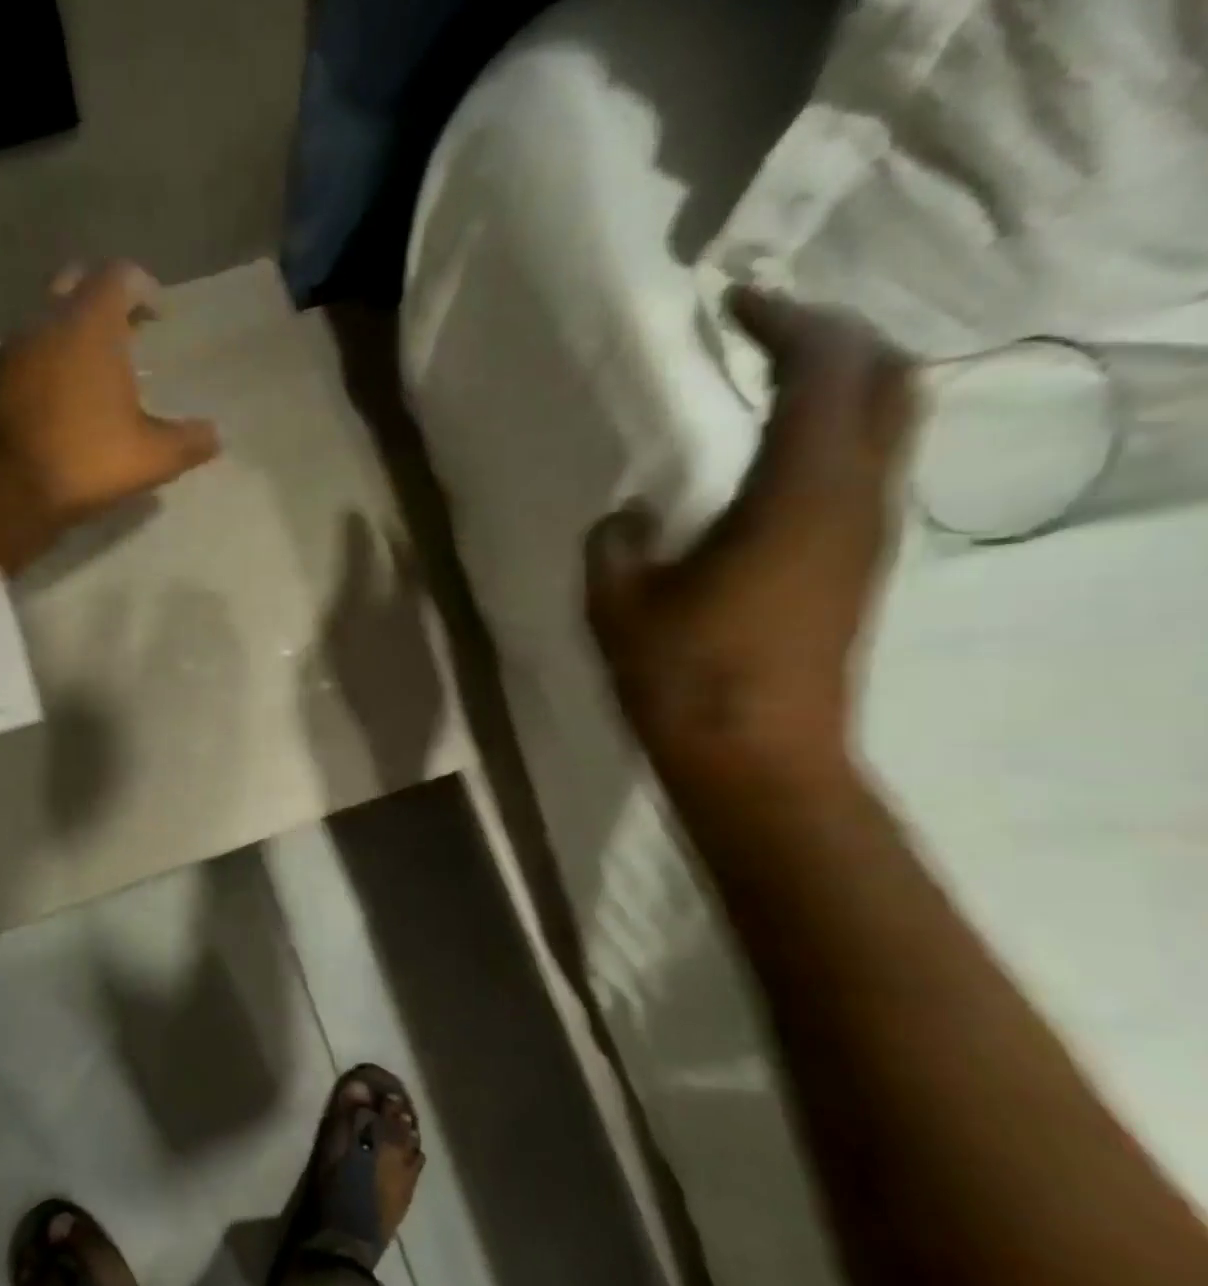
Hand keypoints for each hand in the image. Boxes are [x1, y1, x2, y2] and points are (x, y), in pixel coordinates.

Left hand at [0, 261, 220, 536]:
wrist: (3, 486)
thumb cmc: (85, 458)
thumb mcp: (151, 457)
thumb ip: (188, 442)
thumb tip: (216, 436)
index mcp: (91, 324)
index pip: (119, 276)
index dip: (144, 289)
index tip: (160, 316)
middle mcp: (49, 321)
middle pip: (78, 284)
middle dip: (106, 300)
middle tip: (131, 331)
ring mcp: (17, 348)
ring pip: (50, 317)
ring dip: (77, 331)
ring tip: (104, 368)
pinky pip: (33, 351)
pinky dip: (56, 359)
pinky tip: (72, 396)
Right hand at [583, 289, 915, 785]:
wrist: (758, 763)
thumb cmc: (686, 679)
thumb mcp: (617, 607)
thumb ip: (614, 544)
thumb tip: (629, 514)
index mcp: (799, 493)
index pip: (825, 366)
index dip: (785, 319)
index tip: (734, 303)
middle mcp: (855, 499)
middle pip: (888, 378)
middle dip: (836, 338)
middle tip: (766, 335)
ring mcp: (867, 537)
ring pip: (889, 424)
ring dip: (841, 387)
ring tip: (770, 388)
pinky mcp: (859, 571)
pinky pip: (867, 471)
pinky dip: (835, 438)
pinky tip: (775, 465)